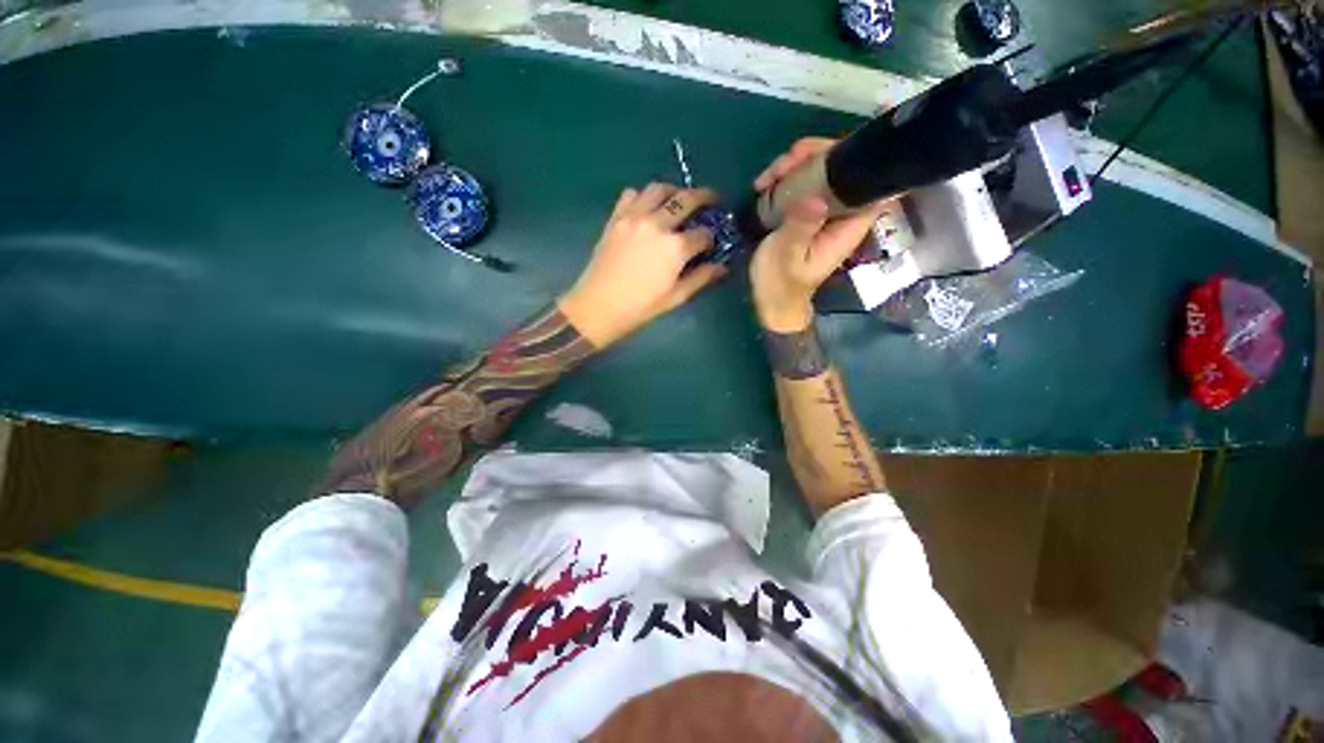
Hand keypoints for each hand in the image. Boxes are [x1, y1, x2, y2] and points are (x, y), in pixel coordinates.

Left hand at [558, 183, 727, 347]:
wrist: (598, 307)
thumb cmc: (640, 307)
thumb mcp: (676, 297)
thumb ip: (701, 278)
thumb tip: (722, 267)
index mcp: (675, 247)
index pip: (702, 234)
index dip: (711, 237)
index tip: (712, 242)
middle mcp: (657, 224)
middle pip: (686, 199)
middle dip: (703, 197)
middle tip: (710, 200)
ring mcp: (633, 217)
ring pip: (658, 188)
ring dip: (673, 191)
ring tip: (678, 200)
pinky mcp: (616, 218)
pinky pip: (631, 194)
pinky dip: (643, 196)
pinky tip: (647, 208)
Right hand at [750, 138, 889, 331]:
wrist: (771, 300)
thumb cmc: (781, 282)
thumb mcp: (787, 256)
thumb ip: (801, 227)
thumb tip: (817, 197)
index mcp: (847, 226)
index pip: (868, 182)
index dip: (852, 158)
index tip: (822, 153)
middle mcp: (840, 214)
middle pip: (843, 170)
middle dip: (815, 157)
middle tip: (784, 164)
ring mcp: (822, 212)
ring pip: (819, 174)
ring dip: (794, 166)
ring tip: (767, 178)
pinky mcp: (805, 214)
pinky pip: (802, 186)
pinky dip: (784, 179)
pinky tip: (764, 185)